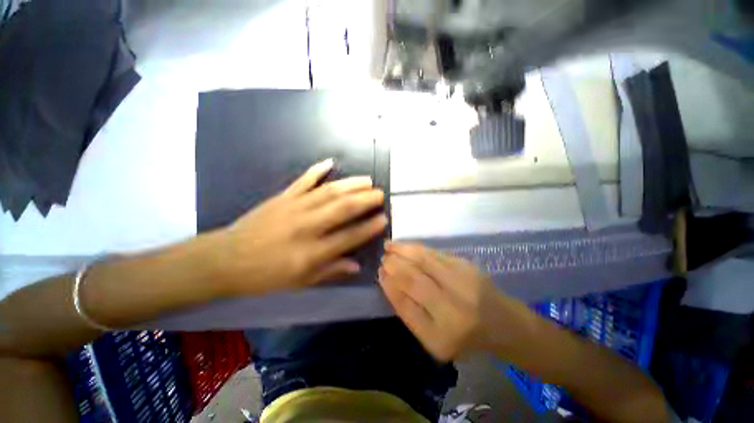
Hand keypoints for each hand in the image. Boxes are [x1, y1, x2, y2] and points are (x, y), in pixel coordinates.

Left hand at [216, 159, 387, 295]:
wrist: (226, 260)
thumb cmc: (266, 275)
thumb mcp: (301, 282)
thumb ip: (331, 271)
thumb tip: (356, 265)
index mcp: (311, 252)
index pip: (348, 237)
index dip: (369, 228)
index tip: (383, 219)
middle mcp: (306, 227)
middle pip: (342, 208)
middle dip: (365, 199)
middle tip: (380, 193)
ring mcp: (294, 208)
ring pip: (329, 191)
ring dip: (350, 184)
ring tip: (367, 180)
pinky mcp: (282, 197)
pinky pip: (303, 180)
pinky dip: (317, 170)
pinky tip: (330, 162)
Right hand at [379, 242, 508, 361]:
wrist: (503, 324)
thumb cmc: (464, 336)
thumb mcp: (433, 337)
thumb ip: (409, 312)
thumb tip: (388, 280)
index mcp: (440, 336)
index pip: (405, 305)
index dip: (389, 286)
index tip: (380, 273)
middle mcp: (453, 309)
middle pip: (413, 279)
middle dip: (393, 265)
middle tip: (383, 258)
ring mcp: (462, 284)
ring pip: (423, 260)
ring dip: (402, 251)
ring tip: (388, 246)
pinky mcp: (467, 266)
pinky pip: (434, 253)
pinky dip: (416, 248)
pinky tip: (405, 246)